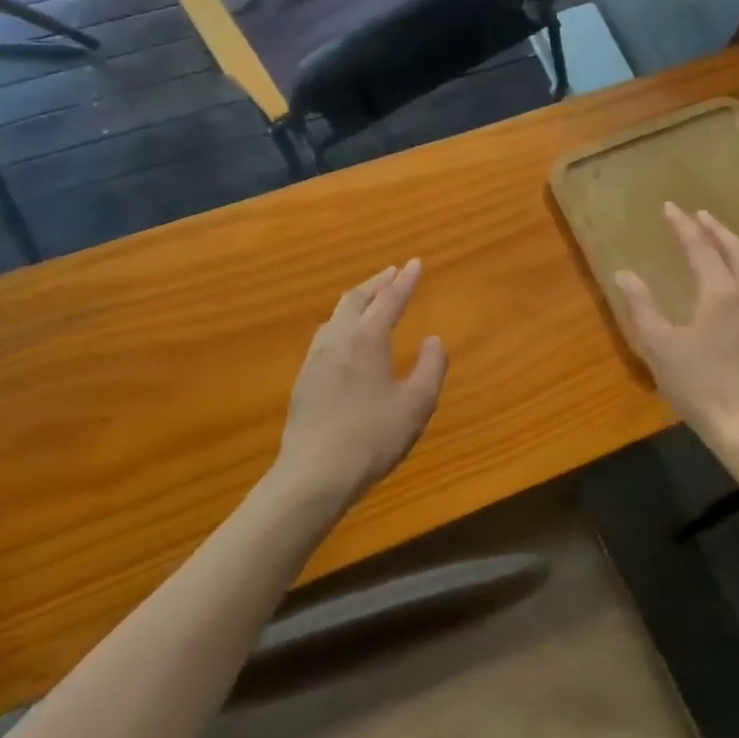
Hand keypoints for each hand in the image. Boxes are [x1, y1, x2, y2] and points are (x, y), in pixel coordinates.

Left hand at [275, 260, 448, 507]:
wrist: (314, 474)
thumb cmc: (373, 437)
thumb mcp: (417, 404)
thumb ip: (430, 367)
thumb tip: (433, 340)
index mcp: (367, 338)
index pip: (390, 299)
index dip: (406, 280)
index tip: (416, 263)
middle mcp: (338, 339)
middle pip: (357, 299)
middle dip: (378, 283)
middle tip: (393, 272)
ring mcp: (316, 358)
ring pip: (337, 315)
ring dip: (357, 300)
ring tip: (370, 299)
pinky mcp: (304, 379)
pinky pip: (326, 335)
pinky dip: (343, 322)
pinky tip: (345, 338)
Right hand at [616, 205, 738, 449]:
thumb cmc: (701, 387)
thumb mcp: (660, 347)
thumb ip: (642, 307)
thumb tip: (625, 275)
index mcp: (721, 294)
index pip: (701, 248)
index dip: (684, 226)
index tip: (670, 207)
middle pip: (735, 252)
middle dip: (716, 229)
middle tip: (700, 215)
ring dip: (732, 250)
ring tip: (718, 242)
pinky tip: (733, 288)